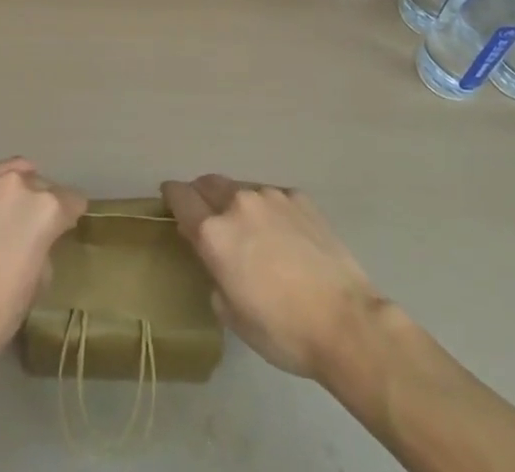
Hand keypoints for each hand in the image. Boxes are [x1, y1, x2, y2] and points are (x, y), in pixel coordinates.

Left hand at [0, 158, 85, 369]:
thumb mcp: (35, 287)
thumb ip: (44, 251)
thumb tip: (36, 244)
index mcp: (43, 207)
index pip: (72, 201)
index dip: (72, 217)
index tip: (68, 230)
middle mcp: (17, 184)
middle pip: (43, 184)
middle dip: (45, 203)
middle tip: (39, 230)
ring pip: (15, 174)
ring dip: (20, 191)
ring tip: (16, 214)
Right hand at [162, 174, 388, 381]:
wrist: (345, 321)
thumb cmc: (282, 329)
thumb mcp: (231, 313)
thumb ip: (213, 273)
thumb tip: (214, 255)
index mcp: (214, 232)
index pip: (180, 197)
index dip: (171, 196)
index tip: (169, 200)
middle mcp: (238, 203)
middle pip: (208, 183)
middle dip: (201, 195)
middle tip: (206, 216)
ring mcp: (270, 195)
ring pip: (241, 189)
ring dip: (236, 204)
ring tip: (252, 232)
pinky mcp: (298, 197)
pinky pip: (272, 197)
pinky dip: (268, 210)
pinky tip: (284, 237)